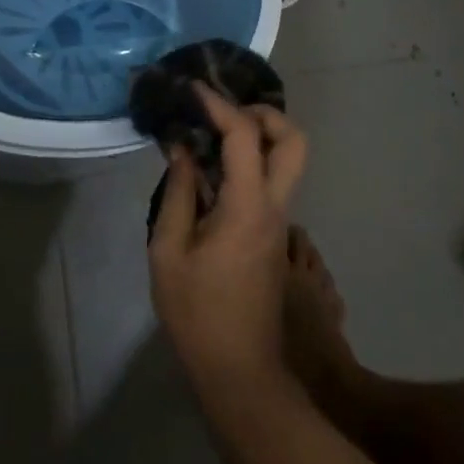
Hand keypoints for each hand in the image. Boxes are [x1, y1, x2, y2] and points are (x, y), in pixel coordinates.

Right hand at [149, 85, 308, 396]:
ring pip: (287, 161)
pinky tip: (211, 170)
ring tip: (211, 134)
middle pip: (294, 141)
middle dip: (264, 114)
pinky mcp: (273, 237)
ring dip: (258, 136)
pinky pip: (270, 182)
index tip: (193, 89)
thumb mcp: (169, 253)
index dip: (219, 104)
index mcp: (248, 207)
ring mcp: (279, 223)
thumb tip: (181, 150)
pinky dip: (249, 162)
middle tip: (224, 111)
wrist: (240, 374)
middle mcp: (274, 207)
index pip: (244, 135)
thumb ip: (177, 194)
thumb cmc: (198, 314)